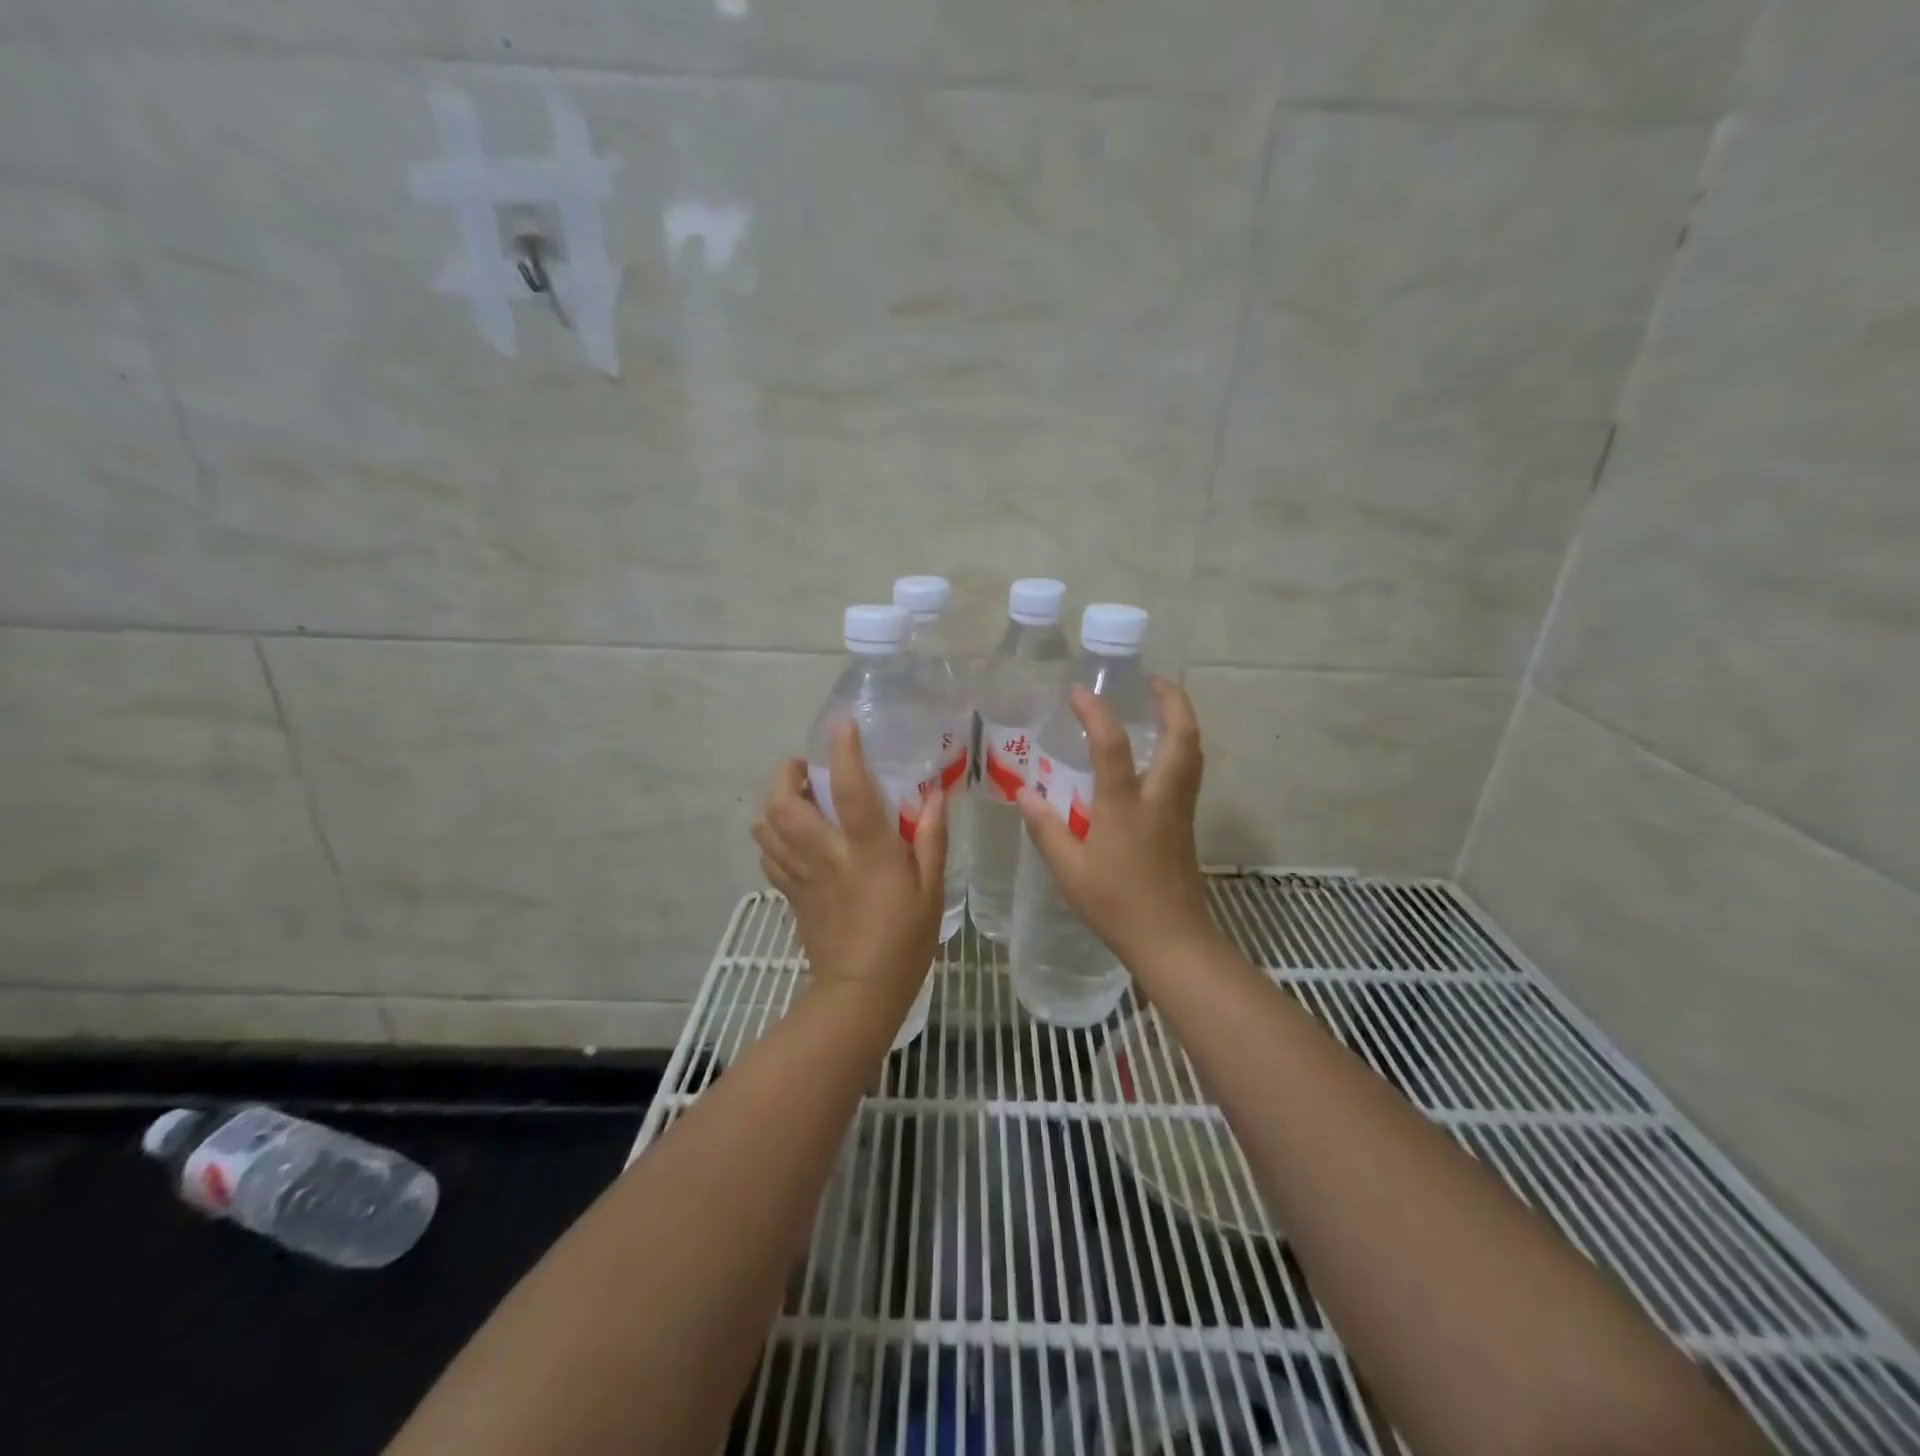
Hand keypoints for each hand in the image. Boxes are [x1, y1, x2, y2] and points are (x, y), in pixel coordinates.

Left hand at [752, 719, 948, 1023]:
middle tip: (805, 769)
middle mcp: (825, 855)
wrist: (860, 992)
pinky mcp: (789, 894)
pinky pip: (767, 856)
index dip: (843, 752)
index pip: (848, 790)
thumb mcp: (931, 889)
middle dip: (785, 775)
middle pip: (783, 804)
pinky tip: (794, 838)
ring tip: (797, 798)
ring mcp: (801, 875)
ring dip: (774, 803)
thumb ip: (930, 839)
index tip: (842, 724)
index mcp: (866, 851)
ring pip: (765, 827)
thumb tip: (934, 795)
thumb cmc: (904, 939)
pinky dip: (772, 837)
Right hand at [1016, 677, 1221, 975]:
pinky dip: (1179, 747)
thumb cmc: (1116, 905)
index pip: (1112, 746)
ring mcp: (1179, 810)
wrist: (1172, 940)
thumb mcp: (1069, 870)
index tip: (1079, 690)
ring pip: (1193, 753)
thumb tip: (1023, 793)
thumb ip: (1046, 828)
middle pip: (1182, 737)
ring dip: (1182, 721)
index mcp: (1125, 806)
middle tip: (1152, 680)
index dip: (1096, 713)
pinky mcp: (1186, 824)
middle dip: (1172, 700)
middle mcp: (1160, 798)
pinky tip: (1158, 754)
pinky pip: (1189, 772)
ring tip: (1161, 705)